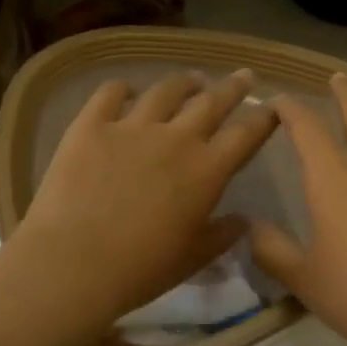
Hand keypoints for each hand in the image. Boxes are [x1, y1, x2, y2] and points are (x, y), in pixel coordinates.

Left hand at [8, 70, 278, 328]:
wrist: (73, 263)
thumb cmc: (141, 269)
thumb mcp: (193, 258)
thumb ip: (223, 236)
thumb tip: (243, 221)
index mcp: (207, 170)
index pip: (246, 135)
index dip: (263, 119)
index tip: (273, 108)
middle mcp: (176, 138)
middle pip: (211, 102)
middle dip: (232, 88)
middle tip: (243, 76)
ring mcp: (132, 126)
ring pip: (166, 91)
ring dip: (184, 83)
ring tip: (191, 80)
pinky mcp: (91, 125)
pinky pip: (110, 93)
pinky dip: (122, 88)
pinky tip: (126, 91)